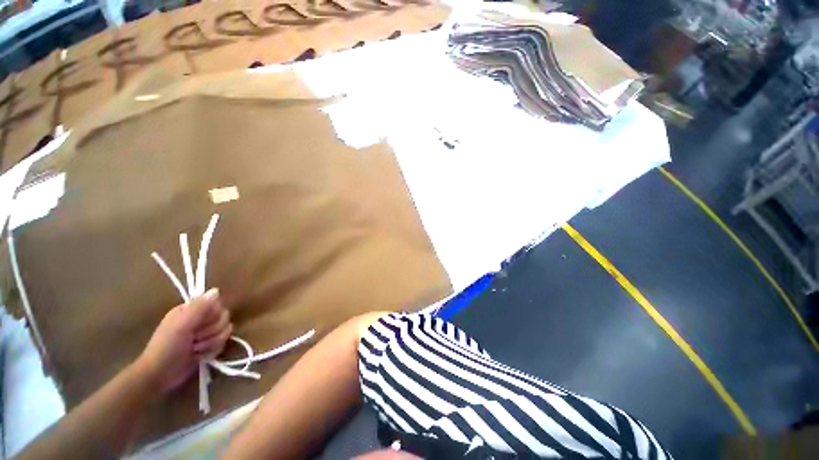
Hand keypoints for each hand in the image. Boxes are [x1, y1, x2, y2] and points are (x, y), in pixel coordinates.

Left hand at [134, 289, 232, 393]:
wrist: (160, 375)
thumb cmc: (166, 348)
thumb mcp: (181, 326)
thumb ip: (199, 307)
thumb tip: (216, 290)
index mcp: (192, 310)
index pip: (217, 304)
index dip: (212, 315)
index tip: (198, 325)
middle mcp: (200, 318)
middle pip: (224, 318)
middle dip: (211, 331)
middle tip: (194, 339)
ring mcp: (205, 333)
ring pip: (225, 331)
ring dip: (211, 342)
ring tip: (195, 350)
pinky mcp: (209, 345)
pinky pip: (223, 343)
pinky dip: (212, 351)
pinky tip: (199, 356)